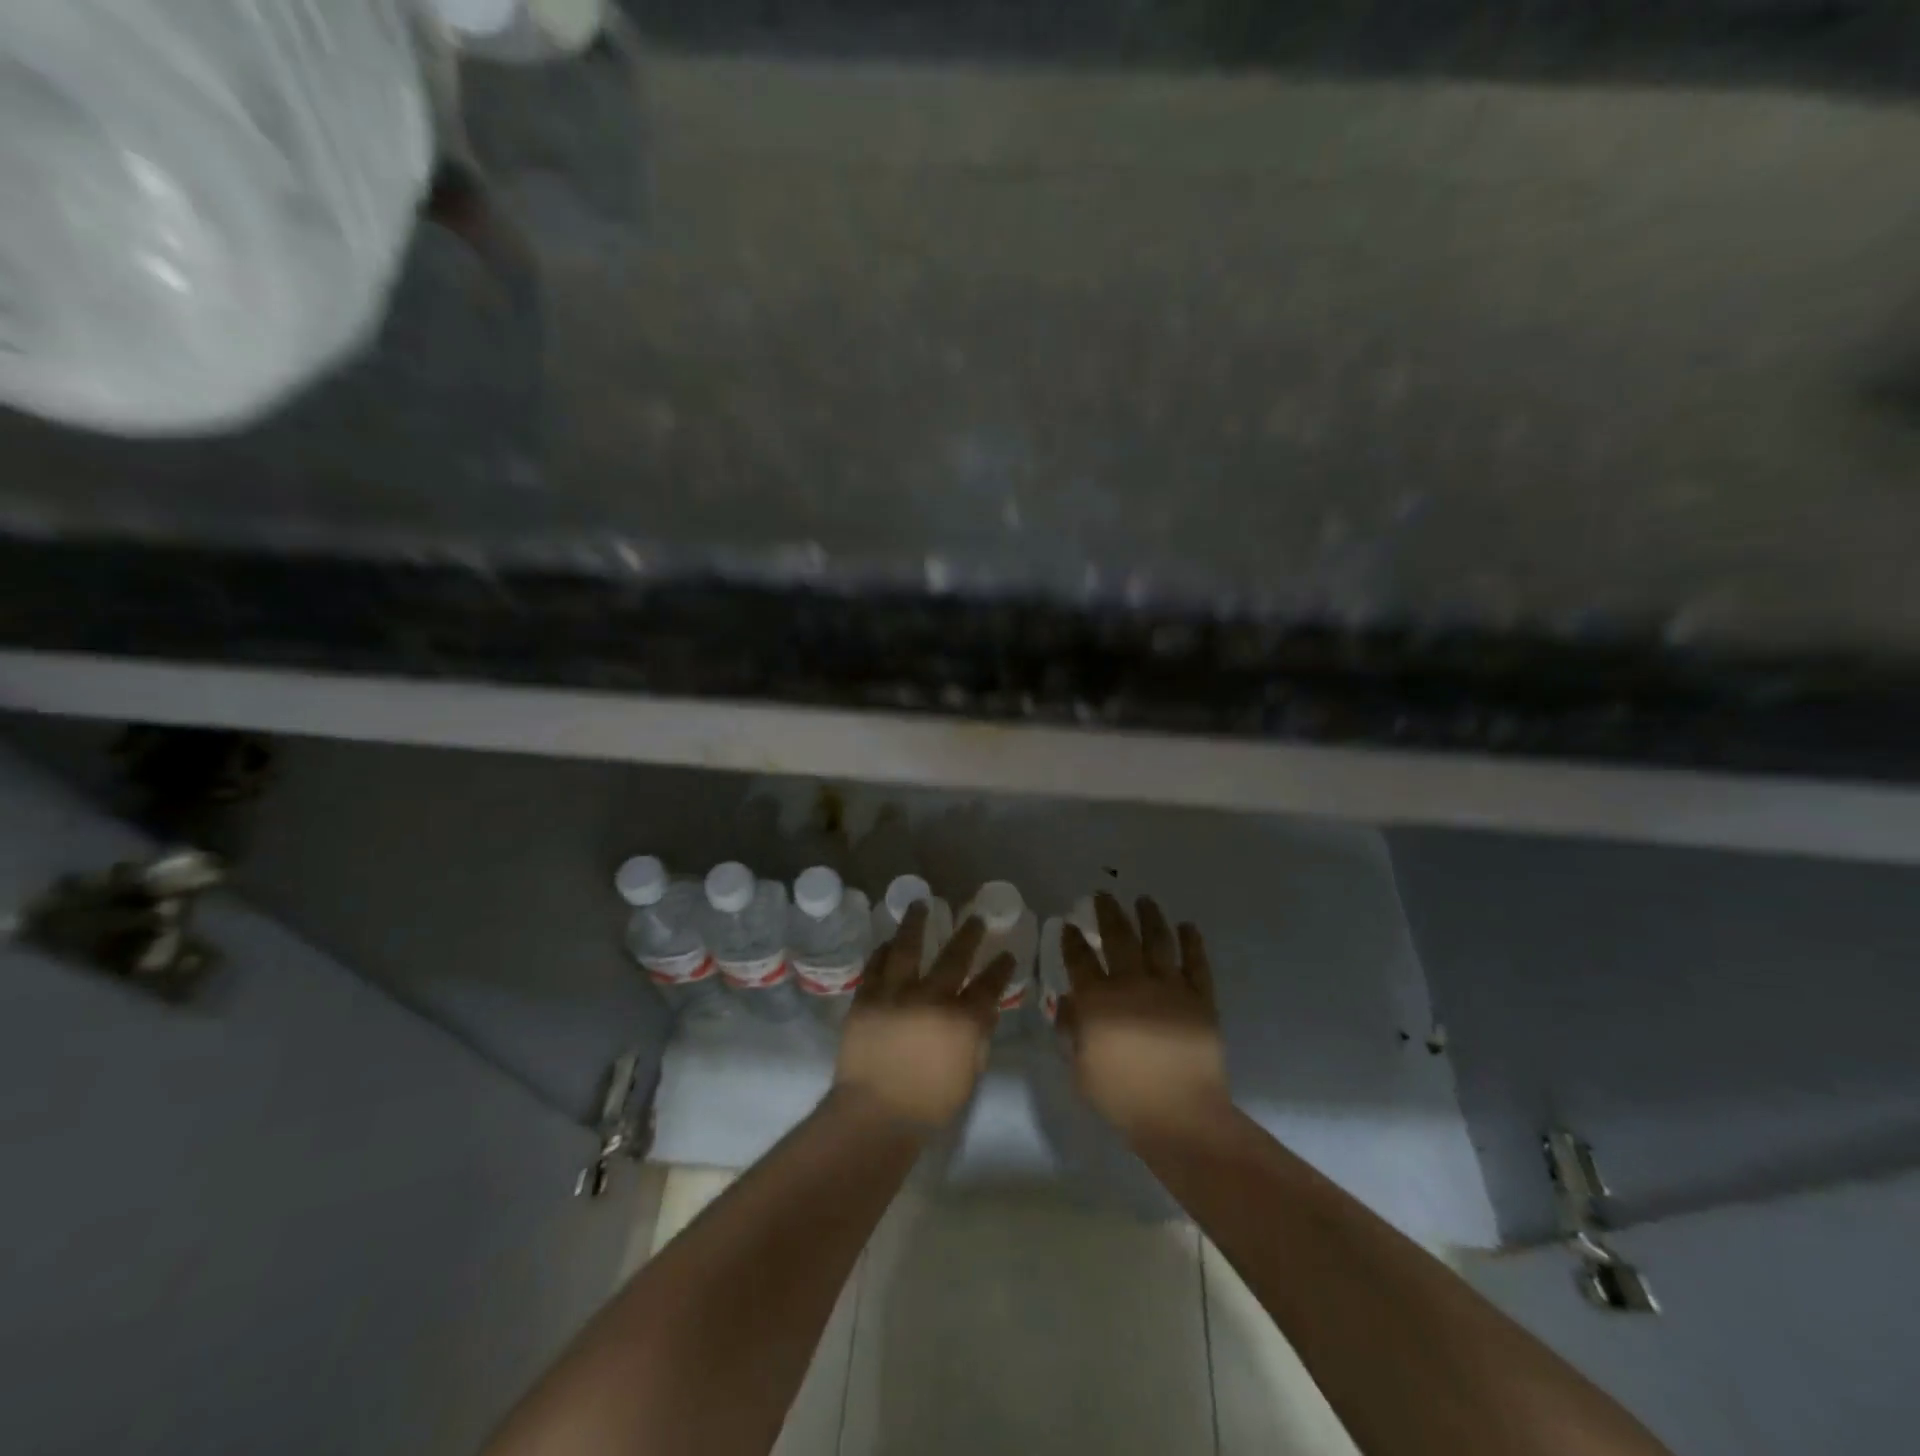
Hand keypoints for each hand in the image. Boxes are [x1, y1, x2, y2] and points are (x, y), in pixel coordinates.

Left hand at [833, 902, 1014, 1128]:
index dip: (1001, 968)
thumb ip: (978, 1038)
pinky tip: (890, 941)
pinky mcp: (867, 997)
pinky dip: (884, 950)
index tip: (1007, 954)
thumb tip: (984, 1010)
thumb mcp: (968, 1075)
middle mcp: (931, 997)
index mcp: (961, 1020)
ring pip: (908, 946)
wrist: (874, 1114)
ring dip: (917, 922)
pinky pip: (876, 964)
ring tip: (921, 903)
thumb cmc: (928, 1104)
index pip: (989, 986)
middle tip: (975, 918)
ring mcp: (896, 993)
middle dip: (969, 934)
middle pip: (954, 956)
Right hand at [1059, 893, 1229, 1139]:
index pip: (1079, 958)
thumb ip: (1070, 1031)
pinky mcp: (1199, 997)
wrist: (1180, 1115)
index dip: (1071, 939)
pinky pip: (1196, 962)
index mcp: (1098, 1000)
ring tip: (1144, 899)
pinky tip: (1187, 926)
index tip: (1068, 925)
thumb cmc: (1122, 1097)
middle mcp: (1132, 982)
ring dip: (1149, 916)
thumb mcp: (1080, 1068)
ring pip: (1158, 939)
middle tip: (1103, 895)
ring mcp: (1169, 987)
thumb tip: (1066, 1002)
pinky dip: (1192, 941)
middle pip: (1118, 936)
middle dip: (1108, 911)